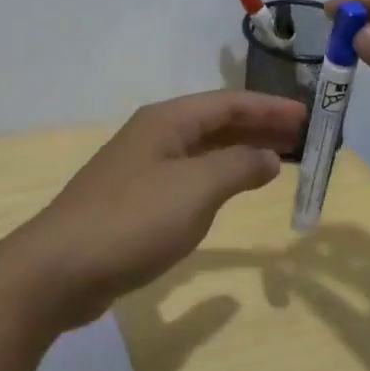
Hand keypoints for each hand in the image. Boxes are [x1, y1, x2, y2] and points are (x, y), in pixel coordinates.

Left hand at [5, 91, 306, 328]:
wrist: (62, 267)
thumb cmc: (134, 220)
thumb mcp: (195, 190)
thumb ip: (237, 168)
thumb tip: (268, 155)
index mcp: (166, 122)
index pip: (228, 103)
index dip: (269, 107)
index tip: (307, 116)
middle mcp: (154, 136)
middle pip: (215, 123)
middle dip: (258, 127)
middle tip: (301, 139)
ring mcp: (141, 169)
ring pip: (202, 151)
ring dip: (239, 152)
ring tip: (277, 162)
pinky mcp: (135, 201)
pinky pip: (189, 177)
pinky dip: (218, 178)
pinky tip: (231, 191)